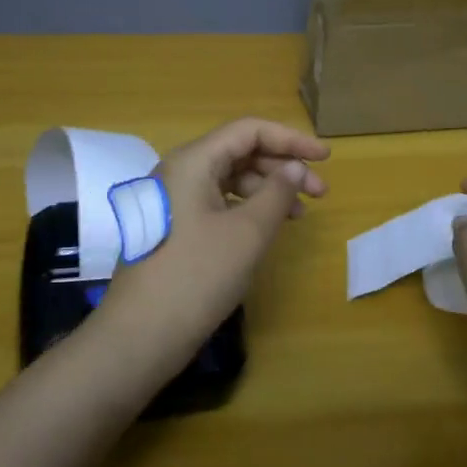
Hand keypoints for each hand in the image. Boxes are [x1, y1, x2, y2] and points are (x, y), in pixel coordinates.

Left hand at [97, 118, 328, 357]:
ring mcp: (175, 200)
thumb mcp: (247, 233)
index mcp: (193, 161)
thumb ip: (277, 193)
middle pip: (239, 152)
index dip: (291, 139)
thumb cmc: (197, 276)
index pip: (249, 131)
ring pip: (230, 178)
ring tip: (299, 214)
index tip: (326, 158)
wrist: (140, 336)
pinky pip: (218, 202)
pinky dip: (248, 208)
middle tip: (320, 192)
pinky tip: (268, 228)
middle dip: (282, 166)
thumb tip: (296, 168)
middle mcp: (180, 172)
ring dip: (268, 189)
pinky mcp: (175, 226)